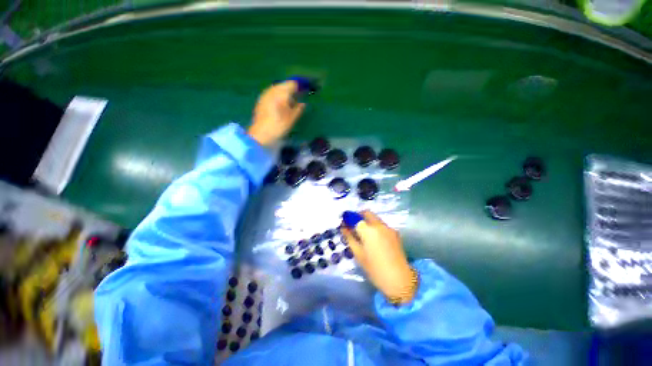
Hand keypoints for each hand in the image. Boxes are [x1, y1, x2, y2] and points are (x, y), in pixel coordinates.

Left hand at [248, 81, 305, 146]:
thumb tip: (303, 103)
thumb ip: (298, 109)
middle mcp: (272, 90)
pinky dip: (278, 96)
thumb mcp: (292, 119)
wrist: (260, 134)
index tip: (306, 91)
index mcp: (281, 93)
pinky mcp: (261, 101)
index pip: (293, 84)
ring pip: (277, 88)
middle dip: (292, 89)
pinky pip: (272, 93)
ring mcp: (265, 95)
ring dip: (285, 92)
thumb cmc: (278, 126)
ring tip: (290, 101)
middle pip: (284, 85)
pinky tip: (281, 104)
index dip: (300, 87)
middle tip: (299, 97)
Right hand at [341, 211, 416, 303]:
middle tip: (352, 226)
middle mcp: (379, 225)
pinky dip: (375, 226)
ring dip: (367, 221)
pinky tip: (373, 238)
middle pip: (366, 213)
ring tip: (362, 233)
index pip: (355, 217)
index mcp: (369, 230)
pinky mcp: (395, 233)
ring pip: (375, 218)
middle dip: (358, 216)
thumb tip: (343, 228)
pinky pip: (381, 224)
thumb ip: (349, 238)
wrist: (400, 280)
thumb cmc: (375, 269)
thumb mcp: (358, 254)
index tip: (343, 223)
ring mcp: (389, 228)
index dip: (348, 218)